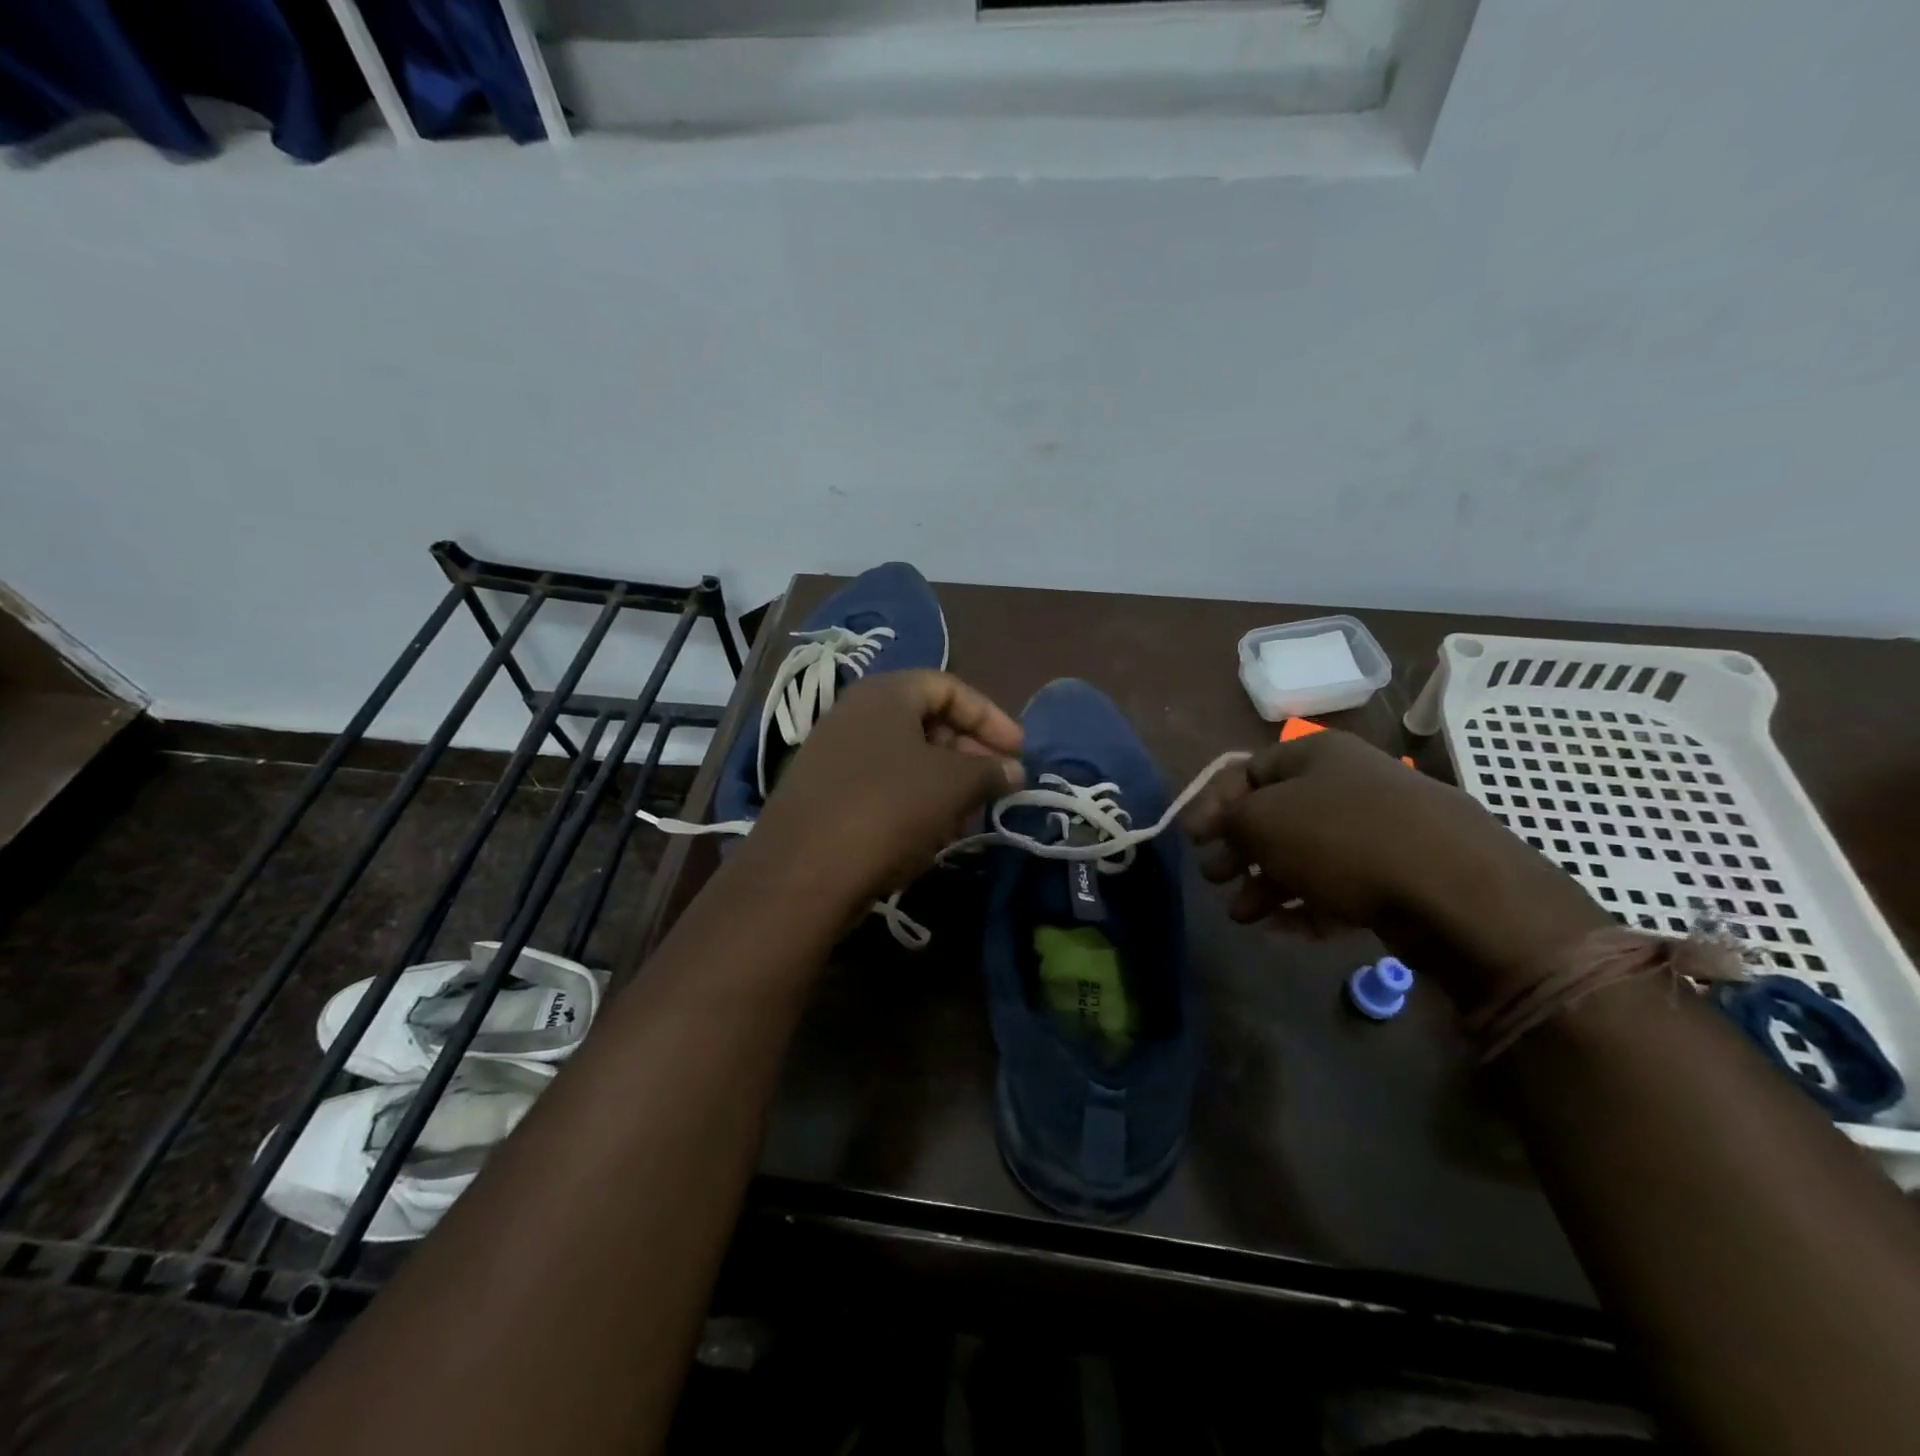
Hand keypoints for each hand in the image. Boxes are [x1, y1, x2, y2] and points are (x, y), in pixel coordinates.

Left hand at [743, 670, 1023, 915]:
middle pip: (926, 721)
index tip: (1017, 752)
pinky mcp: (822, 792)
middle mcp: (854, 714)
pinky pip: (880, 784)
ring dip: (943, 782)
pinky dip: (912, 801)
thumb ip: (990, 770)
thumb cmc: (887, 810)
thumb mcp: (952, 785)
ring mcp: (832, 753)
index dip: (990, 717)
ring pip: (904, 758)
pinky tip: (927, 835)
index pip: (949, 687)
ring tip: (965, 816)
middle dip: (968, 753)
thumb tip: (1014, 770)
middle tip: (994, 785)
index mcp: (884, 694)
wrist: (801, 873)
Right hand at [1186, 730, 1609, 1004]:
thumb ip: (1228, 821)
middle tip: (1215, 879)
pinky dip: (1307, 903)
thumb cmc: (1341, 837)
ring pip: (1305, 854)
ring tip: (1243, 916)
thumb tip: (1223, 830)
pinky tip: (1284, 929)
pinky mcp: (1401, 874)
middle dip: (1239, 850)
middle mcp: (1347, 784)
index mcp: (1314, 755)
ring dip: (1267, 884)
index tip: (1191, 840)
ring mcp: (1378, 830)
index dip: (1212, 804)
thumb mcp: (1262, 821)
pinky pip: (1340, 885)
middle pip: (1275, 815)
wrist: (1456, 889)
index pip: (1246, 771)